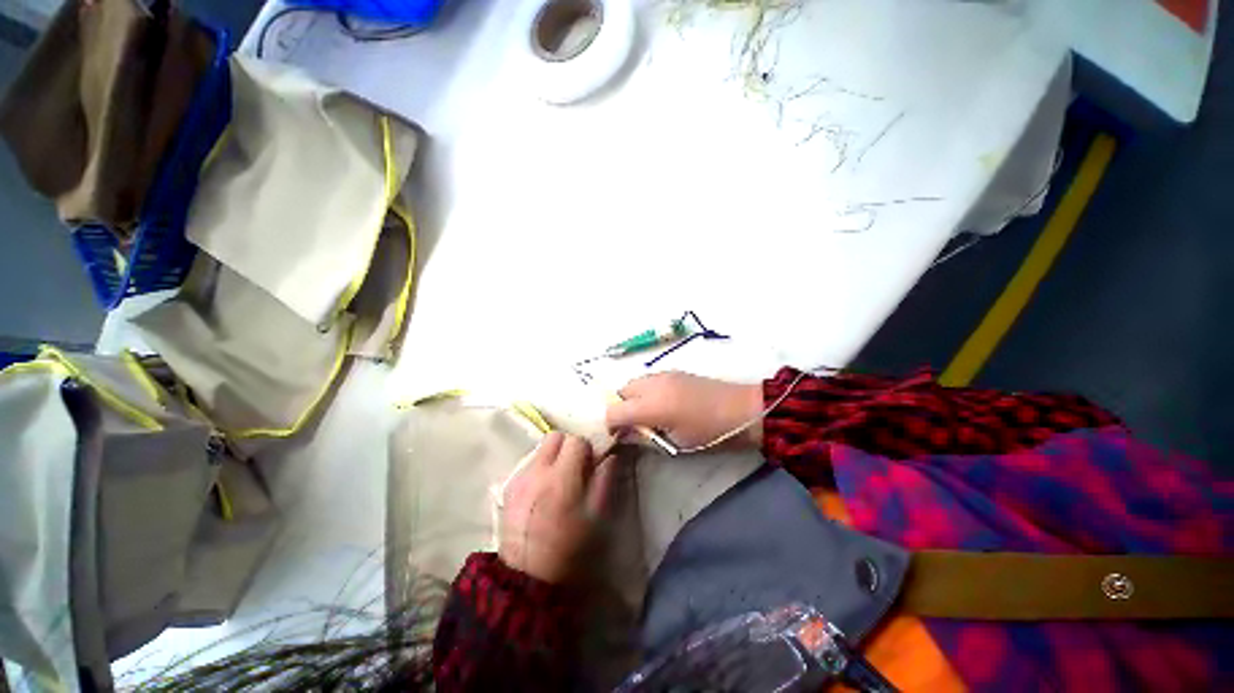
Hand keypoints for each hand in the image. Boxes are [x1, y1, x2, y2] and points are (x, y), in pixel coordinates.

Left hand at [499, 432, 614, 582]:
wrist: (527, 578)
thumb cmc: (569, 549)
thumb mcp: (596, 517)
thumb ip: (604, 481)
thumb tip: (610, 456)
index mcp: (561, 478)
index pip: (576, 440)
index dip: (587, 449)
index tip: (590, 465)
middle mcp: (536, 471)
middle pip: (555, 436)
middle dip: (568, 446)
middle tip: (575, 467)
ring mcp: (519, 478)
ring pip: (540, 448)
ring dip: (554, 456)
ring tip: (559, 480)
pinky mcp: (508, 487)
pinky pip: (528, 464)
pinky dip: (540, 468)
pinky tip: (543, 491)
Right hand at [605, 372, 763, 449]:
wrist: (741, 409)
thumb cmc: (709, 433)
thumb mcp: (674, 443)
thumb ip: (644, 438)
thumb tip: (623, 436)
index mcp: (652, 406)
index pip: (615, 410)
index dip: (610, 424)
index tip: (617, 436)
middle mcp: (653, 385)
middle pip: (621, 392)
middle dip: (620, 408)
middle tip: (630, 426)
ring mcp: (664, 375)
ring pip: (634, 382)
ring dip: (631, 398)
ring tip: (644, 414)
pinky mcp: (674, 372)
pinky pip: (648, 379)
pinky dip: (644, 390)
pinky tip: (658, 403)